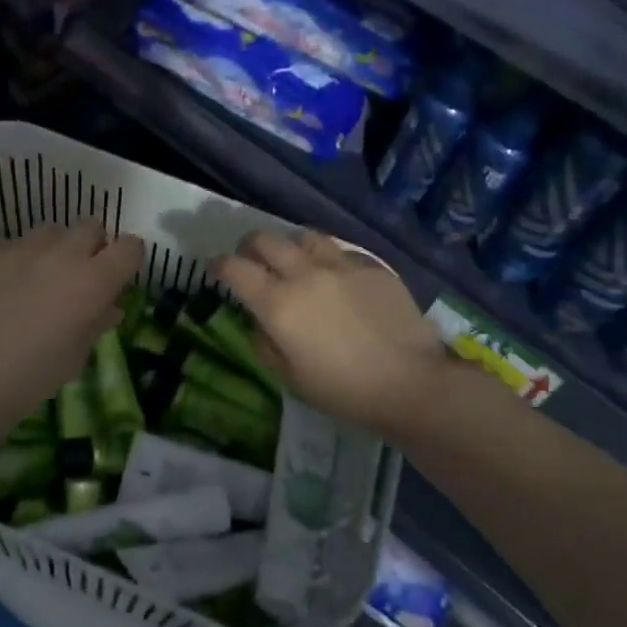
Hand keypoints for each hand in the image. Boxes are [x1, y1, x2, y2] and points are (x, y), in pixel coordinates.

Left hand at [0, 221, 142, 418]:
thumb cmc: (32, 375)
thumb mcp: (77, 355)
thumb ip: (97, 323)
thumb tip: (108, 307)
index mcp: (94, 279)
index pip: (130, 247)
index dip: (127, 259)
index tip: (119, 276)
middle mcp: (63, 252)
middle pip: (91, 227)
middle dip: (91, 246)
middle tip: (79, 276)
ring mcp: (22, 247)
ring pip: (50, 231)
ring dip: (53, 248)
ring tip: (38, 278)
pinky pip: (11, 246)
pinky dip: (14, 261)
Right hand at [212, 230, 447, 438]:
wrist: (411, 382)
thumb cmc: (344, 390)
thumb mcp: (291, 379)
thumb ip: (265, 344)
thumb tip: (258, 322)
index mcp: (278, 304)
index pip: (235, 269)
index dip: (218, 265)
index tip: (215, 267)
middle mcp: (304, 274)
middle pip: (265, 239)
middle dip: (249, 245)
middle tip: (250, 257)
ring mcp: (341, 265)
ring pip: (304, 236)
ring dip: (289, 244)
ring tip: (292, 258)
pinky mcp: (371, 266)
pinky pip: (340, 251)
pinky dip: (327, 258)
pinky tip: (334, 275)